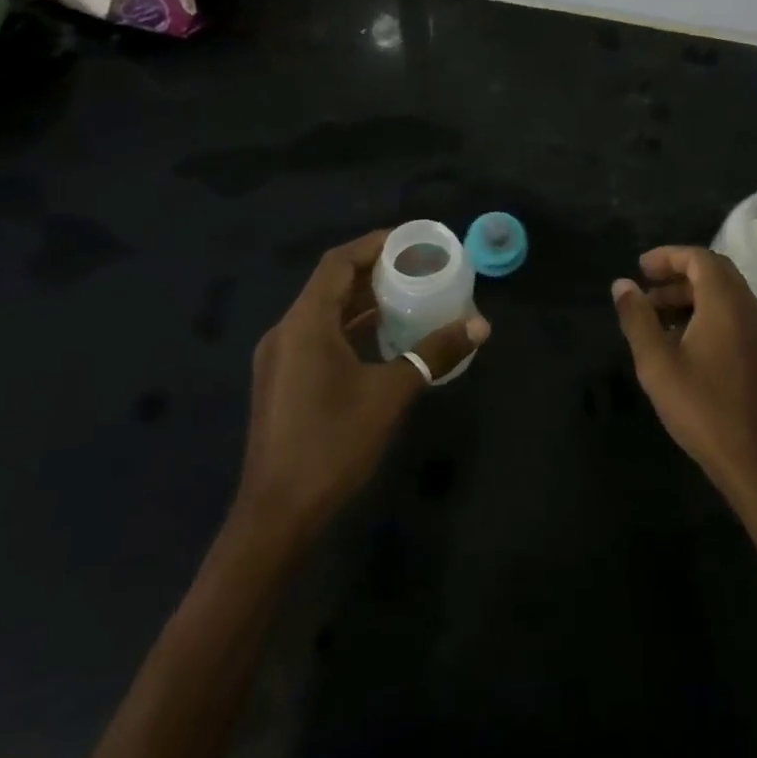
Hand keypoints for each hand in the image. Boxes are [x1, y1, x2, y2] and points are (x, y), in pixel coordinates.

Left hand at [237, 229, 489, 534]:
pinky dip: (351, 328)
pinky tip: (382, 339)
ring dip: (363, 300)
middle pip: (331, 284)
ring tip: (408, 296)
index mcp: (305, 323)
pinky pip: (319, 336)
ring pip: (324, 312)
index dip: (375, 245)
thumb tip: (480, 325)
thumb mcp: (391, 394)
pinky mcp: (283, 382)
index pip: (338, 262)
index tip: (413, 241)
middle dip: (374, 271)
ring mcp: (280, 359)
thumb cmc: (333, 444)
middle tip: (419, 267)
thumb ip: (434, 354)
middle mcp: (286, 332)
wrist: (277, 516)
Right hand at [611, 246, 756, 506]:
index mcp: (725, 304)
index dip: (667, 256)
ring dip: (690, 291)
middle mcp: (747, 307)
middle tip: (645, 284)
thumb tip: (621, 284)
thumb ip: (637, 318)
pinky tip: (679, 335)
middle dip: (678, 271)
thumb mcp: (656, 362)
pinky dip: (704, 309)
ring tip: (654, 311)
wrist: (751, 459)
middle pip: (714, 270)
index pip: (699, 258)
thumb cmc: (700, 407)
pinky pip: (731, 311)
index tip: (639, 268)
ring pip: (724, 292)